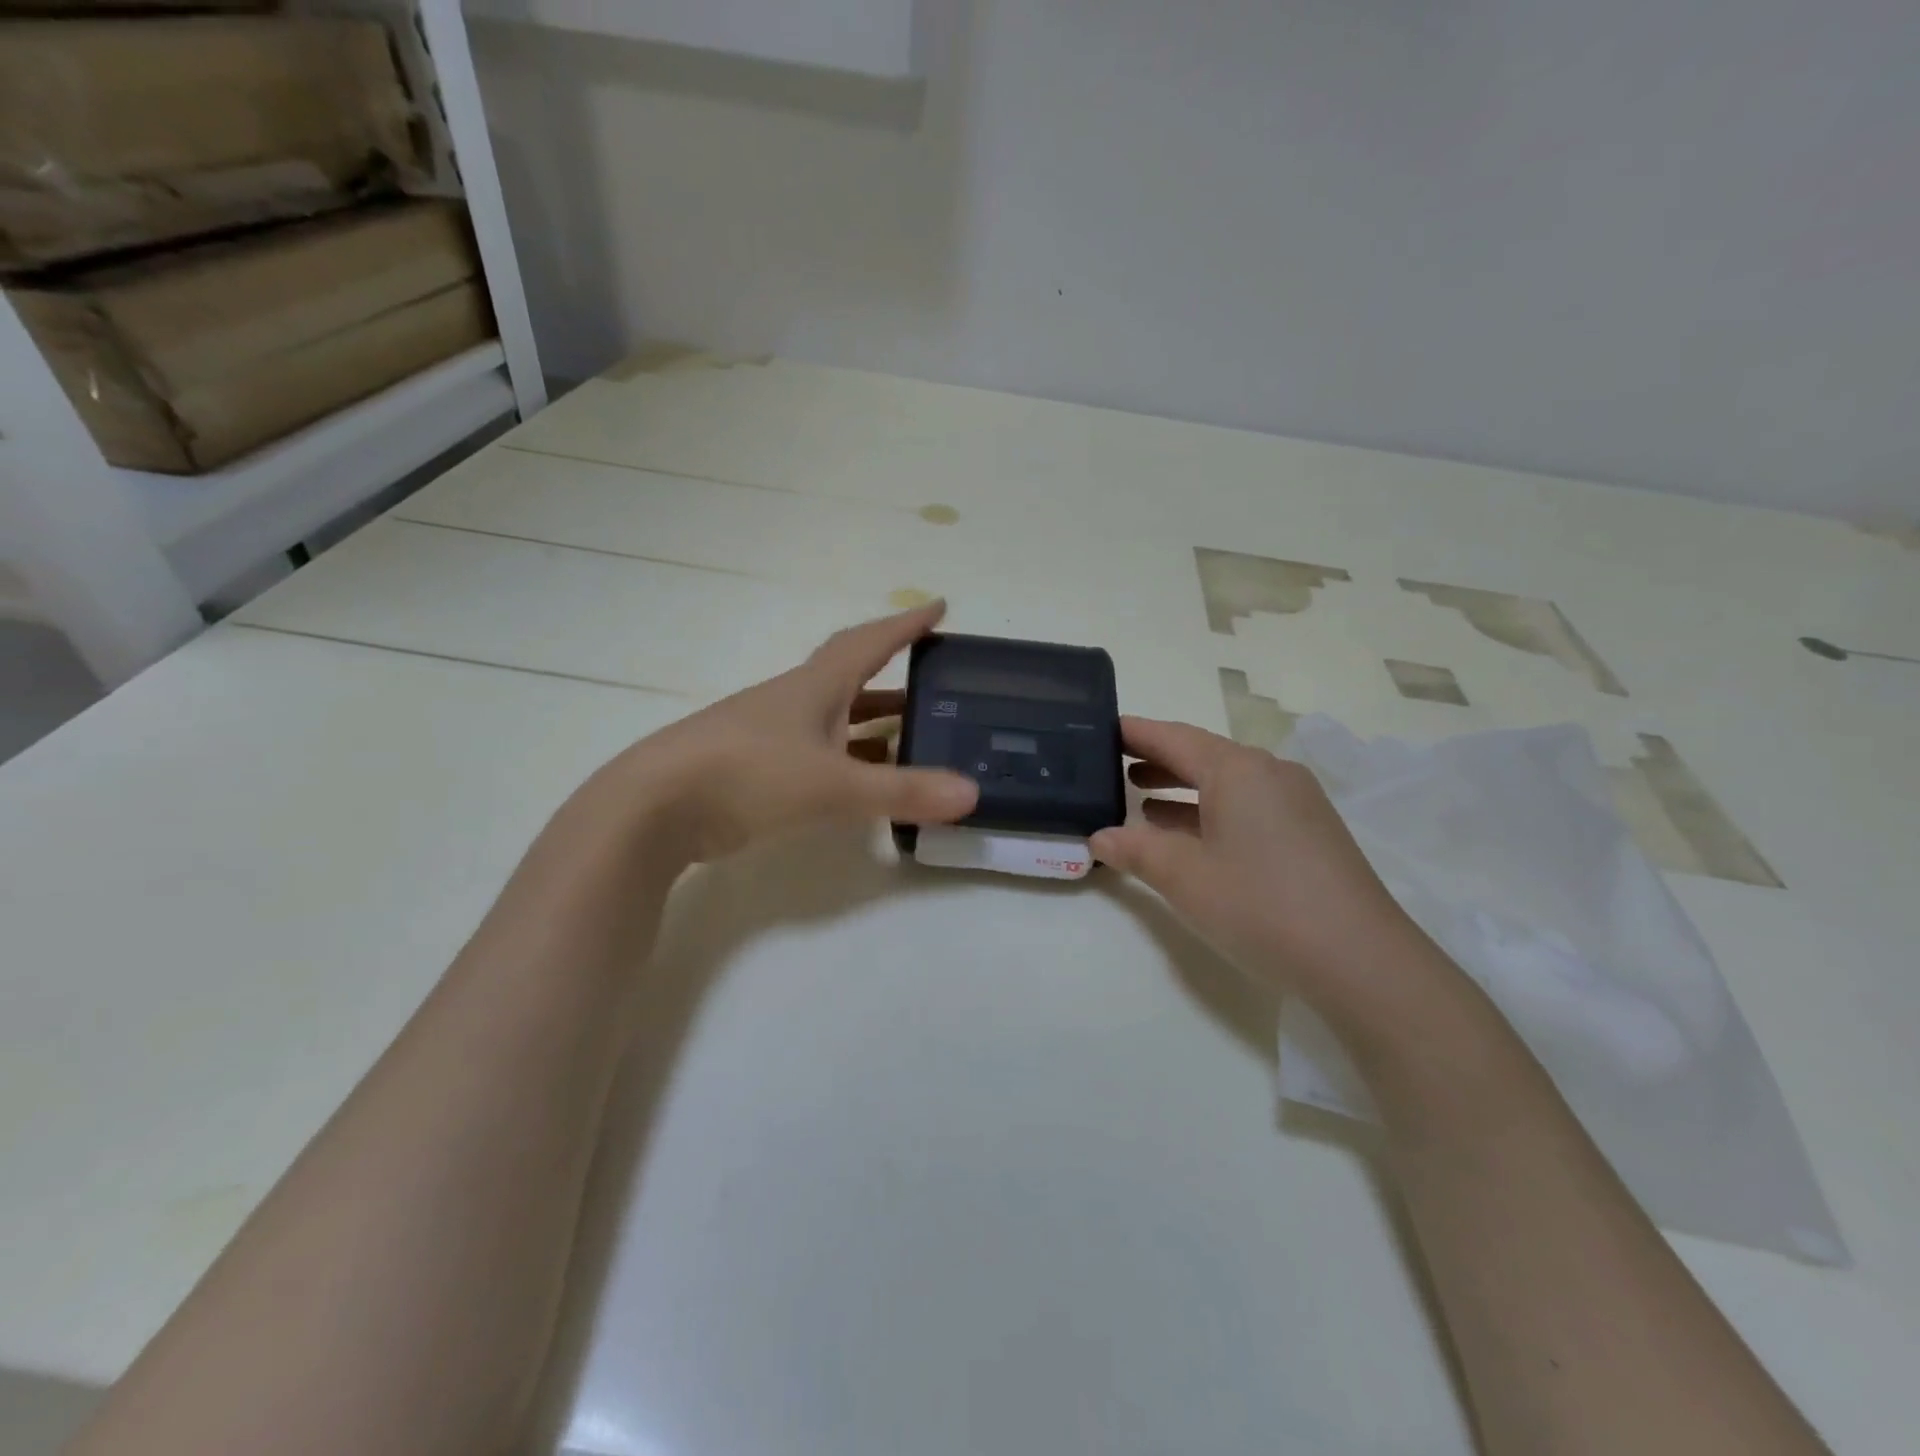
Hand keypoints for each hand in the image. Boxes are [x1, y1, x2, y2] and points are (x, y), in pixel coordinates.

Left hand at [605, 602, 978, 861]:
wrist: (653, 807)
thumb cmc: (748, 775)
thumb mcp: (833, 784)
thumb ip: (902, 790)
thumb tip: (972, 795)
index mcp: (814, 686)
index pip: (870, 641)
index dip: (906, 623)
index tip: (939, 605)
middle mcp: (795, 701)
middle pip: (852, 676)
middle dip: (894, 673)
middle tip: (935, 679)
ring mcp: (771, 734)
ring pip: (834, 717)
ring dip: (873, 720)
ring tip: (916, 733)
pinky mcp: (756, 768)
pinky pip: (818, 752)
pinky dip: (848, 758)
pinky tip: (865, 779)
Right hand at [1092, 717, 1433, 1007]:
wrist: (1360, 961)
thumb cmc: (1260, 905)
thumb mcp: (1184, 877)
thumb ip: (1136, 850)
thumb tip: (1099, 837)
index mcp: (1238, 770)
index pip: (1174, 737)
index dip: (1135, 733)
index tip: (1101, 728)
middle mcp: (1270, 774)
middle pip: (1202, 756)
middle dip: (1157, 761)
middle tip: (1111, 765)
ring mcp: (1296, 803)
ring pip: (1227, 784)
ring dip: (1182, 790)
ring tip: (1140, 799)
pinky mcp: (1309, 833)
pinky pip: (1247, 807)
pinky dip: (1210, 813)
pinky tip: (1189, 836)